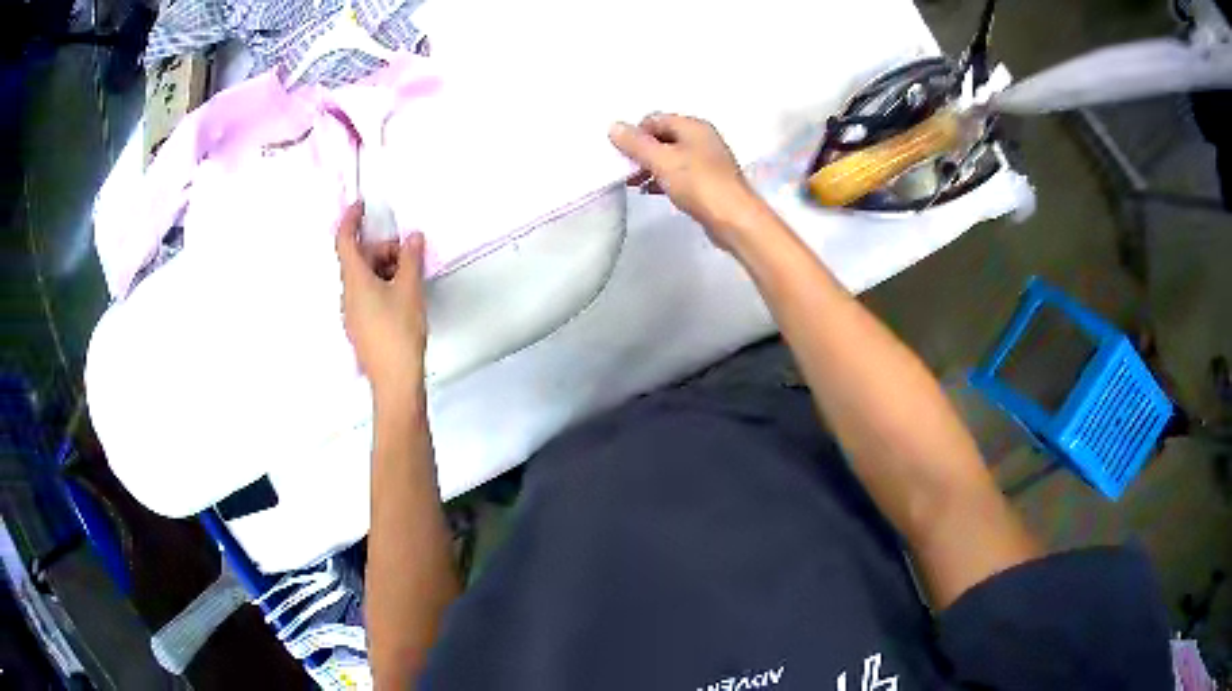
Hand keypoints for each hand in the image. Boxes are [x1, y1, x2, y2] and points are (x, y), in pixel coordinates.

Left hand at [336, 202, 427, 404]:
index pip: (345, 241)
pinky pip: (367, 296)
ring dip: (384, 269)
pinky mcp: (360, 327)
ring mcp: (352, 313)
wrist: (395, 381)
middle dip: (382, 249)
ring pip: (364, 279)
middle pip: (359, 260)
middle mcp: (348, 294)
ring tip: (410, 278)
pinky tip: (403, 297)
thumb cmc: (399, 332)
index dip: (351, 220)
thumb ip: (410, 259)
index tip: (361, 206)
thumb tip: (412, 238)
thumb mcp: (410, 290)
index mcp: (355, 281)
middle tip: (408, 254)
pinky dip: (382, 286)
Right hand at [608, 113, 765, 249]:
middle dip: (641, 151)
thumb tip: (614, 126)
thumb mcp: (661, 160)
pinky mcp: (708, 181)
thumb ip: (636, 144)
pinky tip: (651, 191)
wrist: (734, 219)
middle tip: (626, 170)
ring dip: (650, 166)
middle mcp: (702, 138)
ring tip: (634, 182)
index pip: (654, 119)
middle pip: (662, 137)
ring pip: (670, 156)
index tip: (623, 155)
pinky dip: (663, 179)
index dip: (635, 134)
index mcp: (693, 126)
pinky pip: (680, 173)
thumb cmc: (698, 184)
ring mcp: (707, 160)